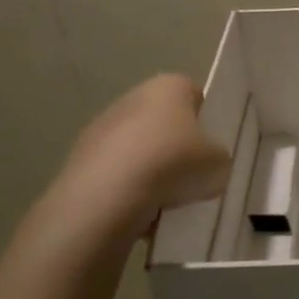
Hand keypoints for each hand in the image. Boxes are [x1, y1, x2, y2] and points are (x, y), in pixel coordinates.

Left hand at [52, 74, 231, 237]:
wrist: (107, 197)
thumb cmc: (172, 164)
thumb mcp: (219, 164)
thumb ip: (219, 159)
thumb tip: (209, 166)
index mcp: (169, 87)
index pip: (194, 95)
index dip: (206, 120)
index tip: (212, 147)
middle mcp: (132, 98)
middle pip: (163, 121)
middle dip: (176, 146)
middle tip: (191, 175)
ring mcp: (101, 127)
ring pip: (137, 148)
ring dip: (150, 169)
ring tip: (164, 201)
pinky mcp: (79, 159)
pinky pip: (115, 173)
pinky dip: (126, 189)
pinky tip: (138, 211)